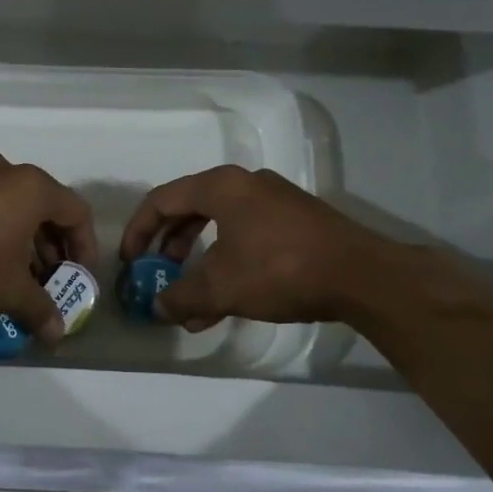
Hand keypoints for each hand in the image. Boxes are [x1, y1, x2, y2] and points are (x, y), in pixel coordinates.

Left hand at [0, 153, 97, 342]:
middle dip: (51, 245)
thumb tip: (57, 334)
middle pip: (44, 205)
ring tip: (16, 273)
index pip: (76, 212)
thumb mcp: (10, 291)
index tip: (78, 276)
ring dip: (22, 238)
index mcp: (32, 187)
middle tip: (49, 278)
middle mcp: (5, 170)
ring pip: (10, 204)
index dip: (84, 247)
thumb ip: (40, 309)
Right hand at [119, 165, 392, 330]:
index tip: (130, 262)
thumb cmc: (280, 269)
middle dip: (168, 248)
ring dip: (199, 263)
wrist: (362, 276)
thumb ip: (181, 296)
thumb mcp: (221, 287)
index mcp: (221, 187)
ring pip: (220, 228)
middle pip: (190, 211)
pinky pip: (246, 237)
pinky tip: (225, 304)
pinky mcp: (296, 222)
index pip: (162, 200)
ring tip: (190, 303)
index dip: (138, 230)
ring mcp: (274, 201)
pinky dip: (228, 264)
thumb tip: (157, 307)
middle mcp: (246, 184)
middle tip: (158, 276)